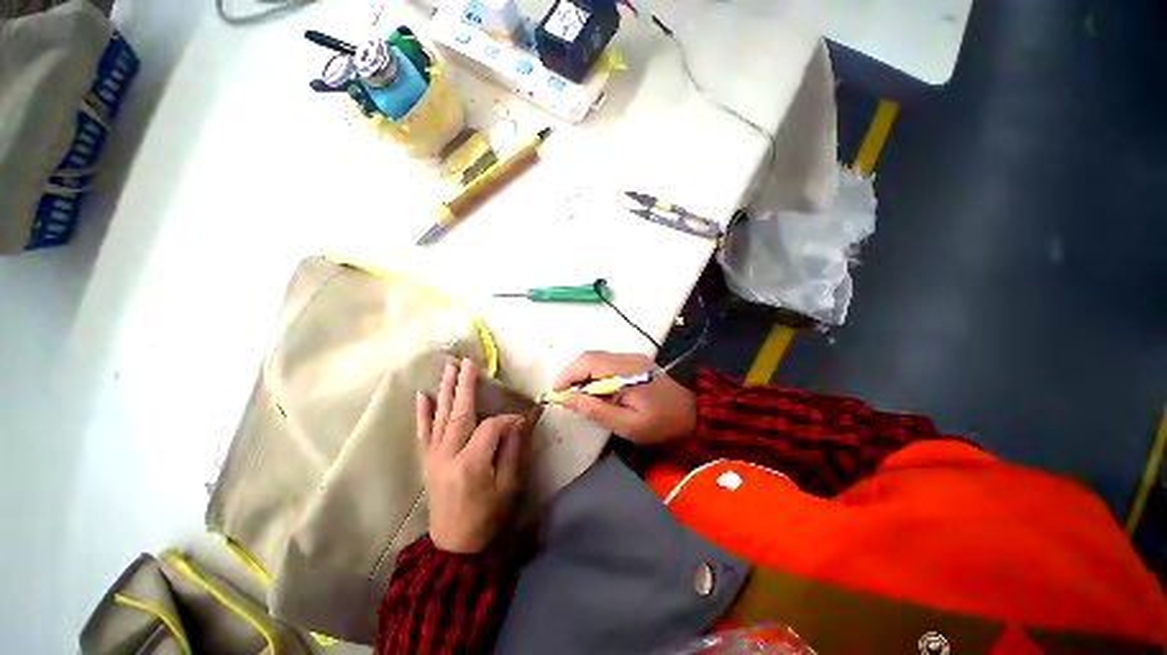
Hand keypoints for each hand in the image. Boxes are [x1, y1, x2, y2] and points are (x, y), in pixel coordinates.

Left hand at [417, 358, 528, 553]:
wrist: (454, 546)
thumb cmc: (487, 517)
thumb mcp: (508, 486)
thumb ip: (513, 449)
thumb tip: (519, 420)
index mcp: (471, 462)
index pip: (491, 427)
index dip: (508, 420)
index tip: (522, 421)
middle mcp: (448, 455)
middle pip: (459, 413)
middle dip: (464, 385)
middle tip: (467, 362)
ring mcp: (434, 457)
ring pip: (441, 417)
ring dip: (446, 391)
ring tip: (449, 368)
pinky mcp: (427, 461)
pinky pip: (423, 433)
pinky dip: (422, 414)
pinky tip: (422, 396)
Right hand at [553, 351, 696, 444]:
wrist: (691, 414)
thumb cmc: (661, 424)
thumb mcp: (628, 425)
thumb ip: (597, 410)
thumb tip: (567, 399)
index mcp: (627, 371)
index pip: (589, 363)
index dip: (568, 374)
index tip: (555, 391)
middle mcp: (628, 358)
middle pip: (590, 357)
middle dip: (571, 373)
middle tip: (563, 394)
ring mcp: (631, 358)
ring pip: (596, 358)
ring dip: (581, 373)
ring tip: (575, 394)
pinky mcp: (633, 362)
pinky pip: (605, 362)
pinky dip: (592, 373)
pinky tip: (592, 389)